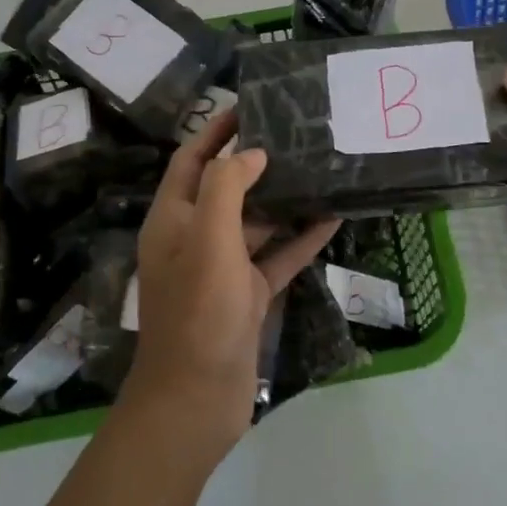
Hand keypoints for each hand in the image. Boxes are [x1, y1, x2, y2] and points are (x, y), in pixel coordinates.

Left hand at [126, 107, 340, 457]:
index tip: (248, 105)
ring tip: (318, 169)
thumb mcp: (208, 239)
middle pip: (226, 186)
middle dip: (256, 160)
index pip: (192, 159)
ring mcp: (223, 268)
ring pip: (256, 221)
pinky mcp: (247, 294)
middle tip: (295, 134)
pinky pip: (277, 256)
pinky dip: (301, 238)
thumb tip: (252, 153)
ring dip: (283, 199)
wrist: (195, 400)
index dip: (215, 130)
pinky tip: (332, 219)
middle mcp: (195, 237)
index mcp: (173, 219)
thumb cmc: (198, 311)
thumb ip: (226, 187)